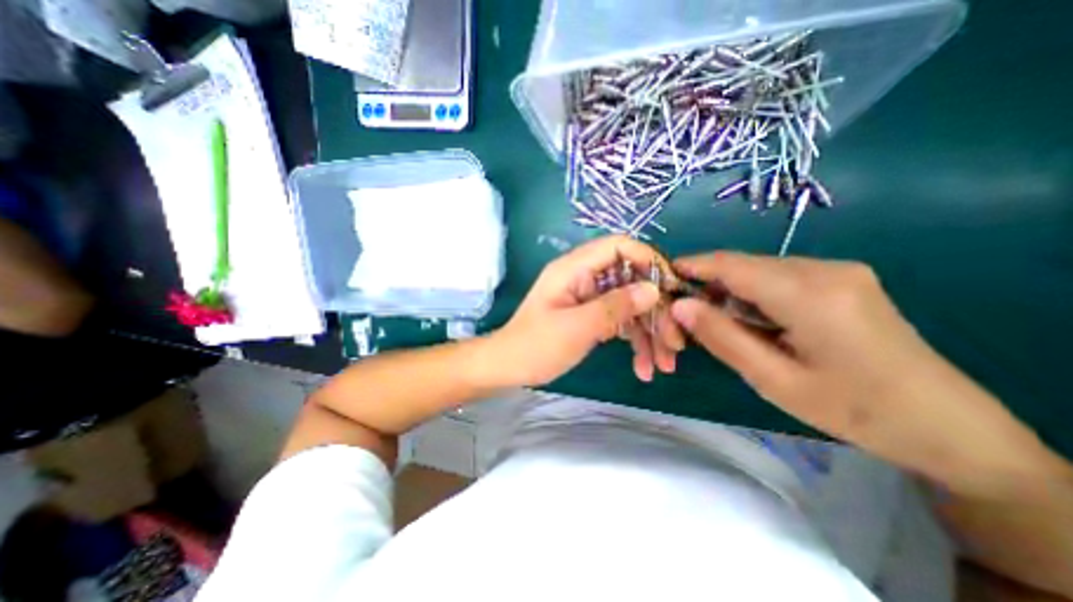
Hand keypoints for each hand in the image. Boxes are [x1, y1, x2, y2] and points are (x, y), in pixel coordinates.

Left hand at [494, 236, 687, 385]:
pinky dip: (635, 341)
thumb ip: (614, 307)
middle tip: (675, 342)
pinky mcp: (592, 315)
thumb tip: (653, 289)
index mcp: (574, 268)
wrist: (509, 367)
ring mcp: (589, 297)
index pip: (620, 246)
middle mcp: (584, 277)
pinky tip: (644, 367)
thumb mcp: (576, 328)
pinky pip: (621, 320)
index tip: (672, 289)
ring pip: (630, 304)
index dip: (649, 261)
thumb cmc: (535, 346)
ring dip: (650, 332)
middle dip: (656, 310)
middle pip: (632, 280)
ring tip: (664, 365)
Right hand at [667, 251, 1058, 496]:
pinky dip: (751, 296)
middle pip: (741, 267)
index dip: (690, 266)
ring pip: (757, 272)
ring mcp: (837, 271)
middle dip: (705, 288)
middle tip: (685, 320)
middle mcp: (823, 269)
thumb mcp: (773, 380)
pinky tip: (751, 323)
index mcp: (809, 293)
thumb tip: (679, 306)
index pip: (730, 265)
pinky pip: (777, 278)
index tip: (660, 281)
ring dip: (728, 294)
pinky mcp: (841, 280)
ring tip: (716, 327)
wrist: (949, 426)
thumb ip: (722, 337)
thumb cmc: (854, 410)